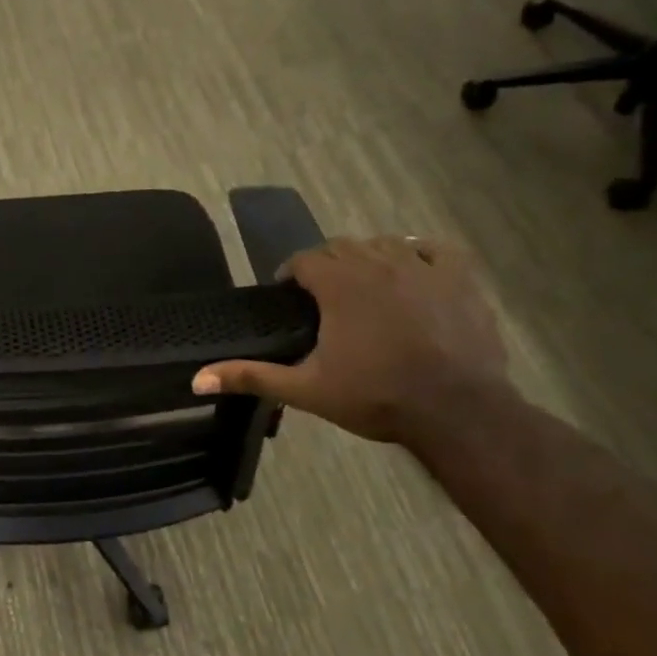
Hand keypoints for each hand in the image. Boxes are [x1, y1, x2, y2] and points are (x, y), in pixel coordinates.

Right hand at [192, 236, 510, 447]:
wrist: (457, 411)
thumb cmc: (376, 397)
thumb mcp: (305, 390)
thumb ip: (251, 376)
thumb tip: (196, 379)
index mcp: (340, 284)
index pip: (305, 258)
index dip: (291, 273)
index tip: (288, 294)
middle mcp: (379, 264)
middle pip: (342, 246)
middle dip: (326, 264)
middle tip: (322, 297)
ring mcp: (423, 268)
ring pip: (384, 244)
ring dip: (367, 258)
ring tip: (362, 287)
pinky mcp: (460, 279)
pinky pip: (434, 250)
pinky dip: (418, 255)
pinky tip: (412, 272)